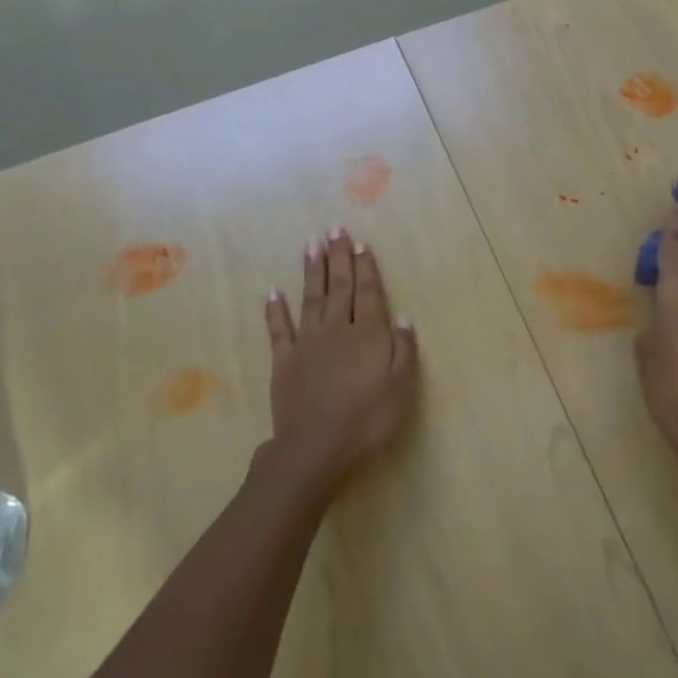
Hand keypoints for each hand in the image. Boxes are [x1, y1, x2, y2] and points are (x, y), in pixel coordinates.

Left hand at [263, 227, 419, 492]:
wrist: (316, 448)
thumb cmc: (367, 419)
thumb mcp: (401, 387)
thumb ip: (403, 348)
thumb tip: (402, 316)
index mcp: (367, 333)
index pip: (368, 292)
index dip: (366, 267)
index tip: (360, 242)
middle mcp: (336, 329)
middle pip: (340, 287)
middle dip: (339, 257)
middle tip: (335, 228)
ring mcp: (307, 343)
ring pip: (311, 298)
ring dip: (312, 270)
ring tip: (311, 244)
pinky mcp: (284, 361)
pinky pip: (279, 329)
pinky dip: (276, 309)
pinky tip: (273, 290)